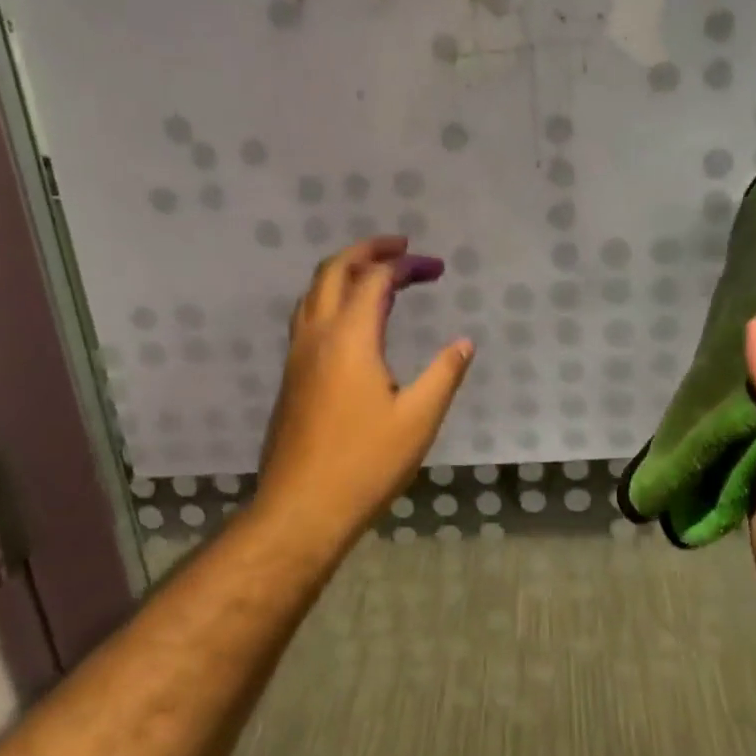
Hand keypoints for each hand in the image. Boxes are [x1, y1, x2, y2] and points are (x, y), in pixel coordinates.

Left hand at [254, 237, 474, 540]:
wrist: (300, 508)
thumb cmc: (365, 464)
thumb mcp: (419, 419)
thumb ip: (444, 374)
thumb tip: (464, 343)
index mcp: (350, 338)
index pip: (376, 279)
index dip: (406, 265)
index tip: (436, 267)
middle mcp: (317, 336)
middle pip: (333, 271)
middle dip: (367, 250)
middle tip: (400, 246)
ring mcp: (298, 356)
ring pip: (313, 292)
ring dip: (343, 271)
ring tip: (375, 273)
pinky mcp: (291, 377)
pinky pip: (308, 316)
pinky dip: (331, 298)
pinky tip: (351, 321)